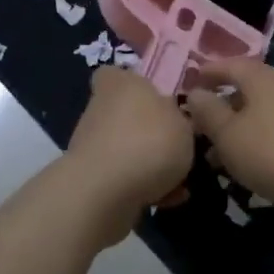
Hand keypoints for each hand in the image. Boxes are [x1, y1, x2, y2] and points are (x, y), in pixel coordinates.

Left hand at [63, 67, 194, 244]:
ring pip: (127, 149)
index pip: (116, 73)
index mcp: (120, 84)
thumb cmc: (148, 141)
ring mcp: (91, 145)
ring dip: (150, 163)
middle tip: (179, 146)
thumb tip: (171, 116)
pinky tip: (168, 199)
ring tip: (181, 181)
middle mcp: (100, 109)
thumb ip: (180, 116)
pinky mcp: (90, 178)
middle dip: (150, 131)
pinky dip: (144, 187)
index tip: (157, 99)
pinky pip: (124, 178)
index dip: (133, 84)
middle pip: (127, 114)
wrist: (104, 194)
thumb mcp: (183, 122)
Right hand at [185, 58, 273, 235]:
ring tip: (218, 155)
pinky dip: (260, 139)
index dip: (208, 72)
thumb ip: (208, 112)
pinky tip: (251, 163)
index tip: (190, 82)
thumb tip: (195, 92)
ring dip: (240, 128)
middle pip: (248, 87)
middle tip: (200, 125)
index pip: (229, 64)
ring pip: (263, 112)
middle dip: (223, 105)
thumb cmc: (273, 152)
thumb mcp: (228, 135)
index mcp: (262, 77)